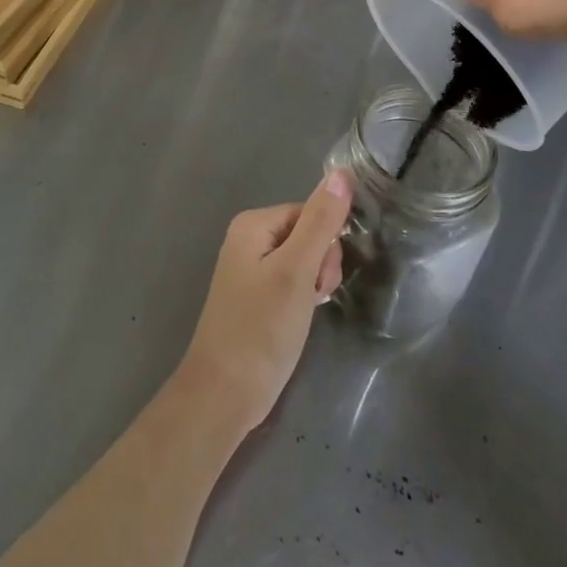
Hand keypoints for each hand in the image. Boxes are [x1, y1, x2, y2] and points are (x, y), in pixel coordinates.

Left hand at [170, 172, 351, 437]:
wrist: (224, 394)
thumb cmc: (261, 329)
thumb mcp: (296, 272)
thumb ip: (320, 222)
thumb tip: (342, 172)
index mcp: (253, 223)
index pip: (311, 213)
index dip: (326, 245)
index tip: (320, 280)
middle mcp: (249, 238)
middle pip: (308, 235)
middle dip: (320, 266)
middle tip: (311, 299)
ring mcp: (251, 268)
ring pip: (304, 261)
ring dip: (314, 285)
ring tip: (304, 314)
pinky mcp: (257, 296)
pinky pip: (292, 282)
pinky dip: (302, 299)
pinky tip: (299, 320)